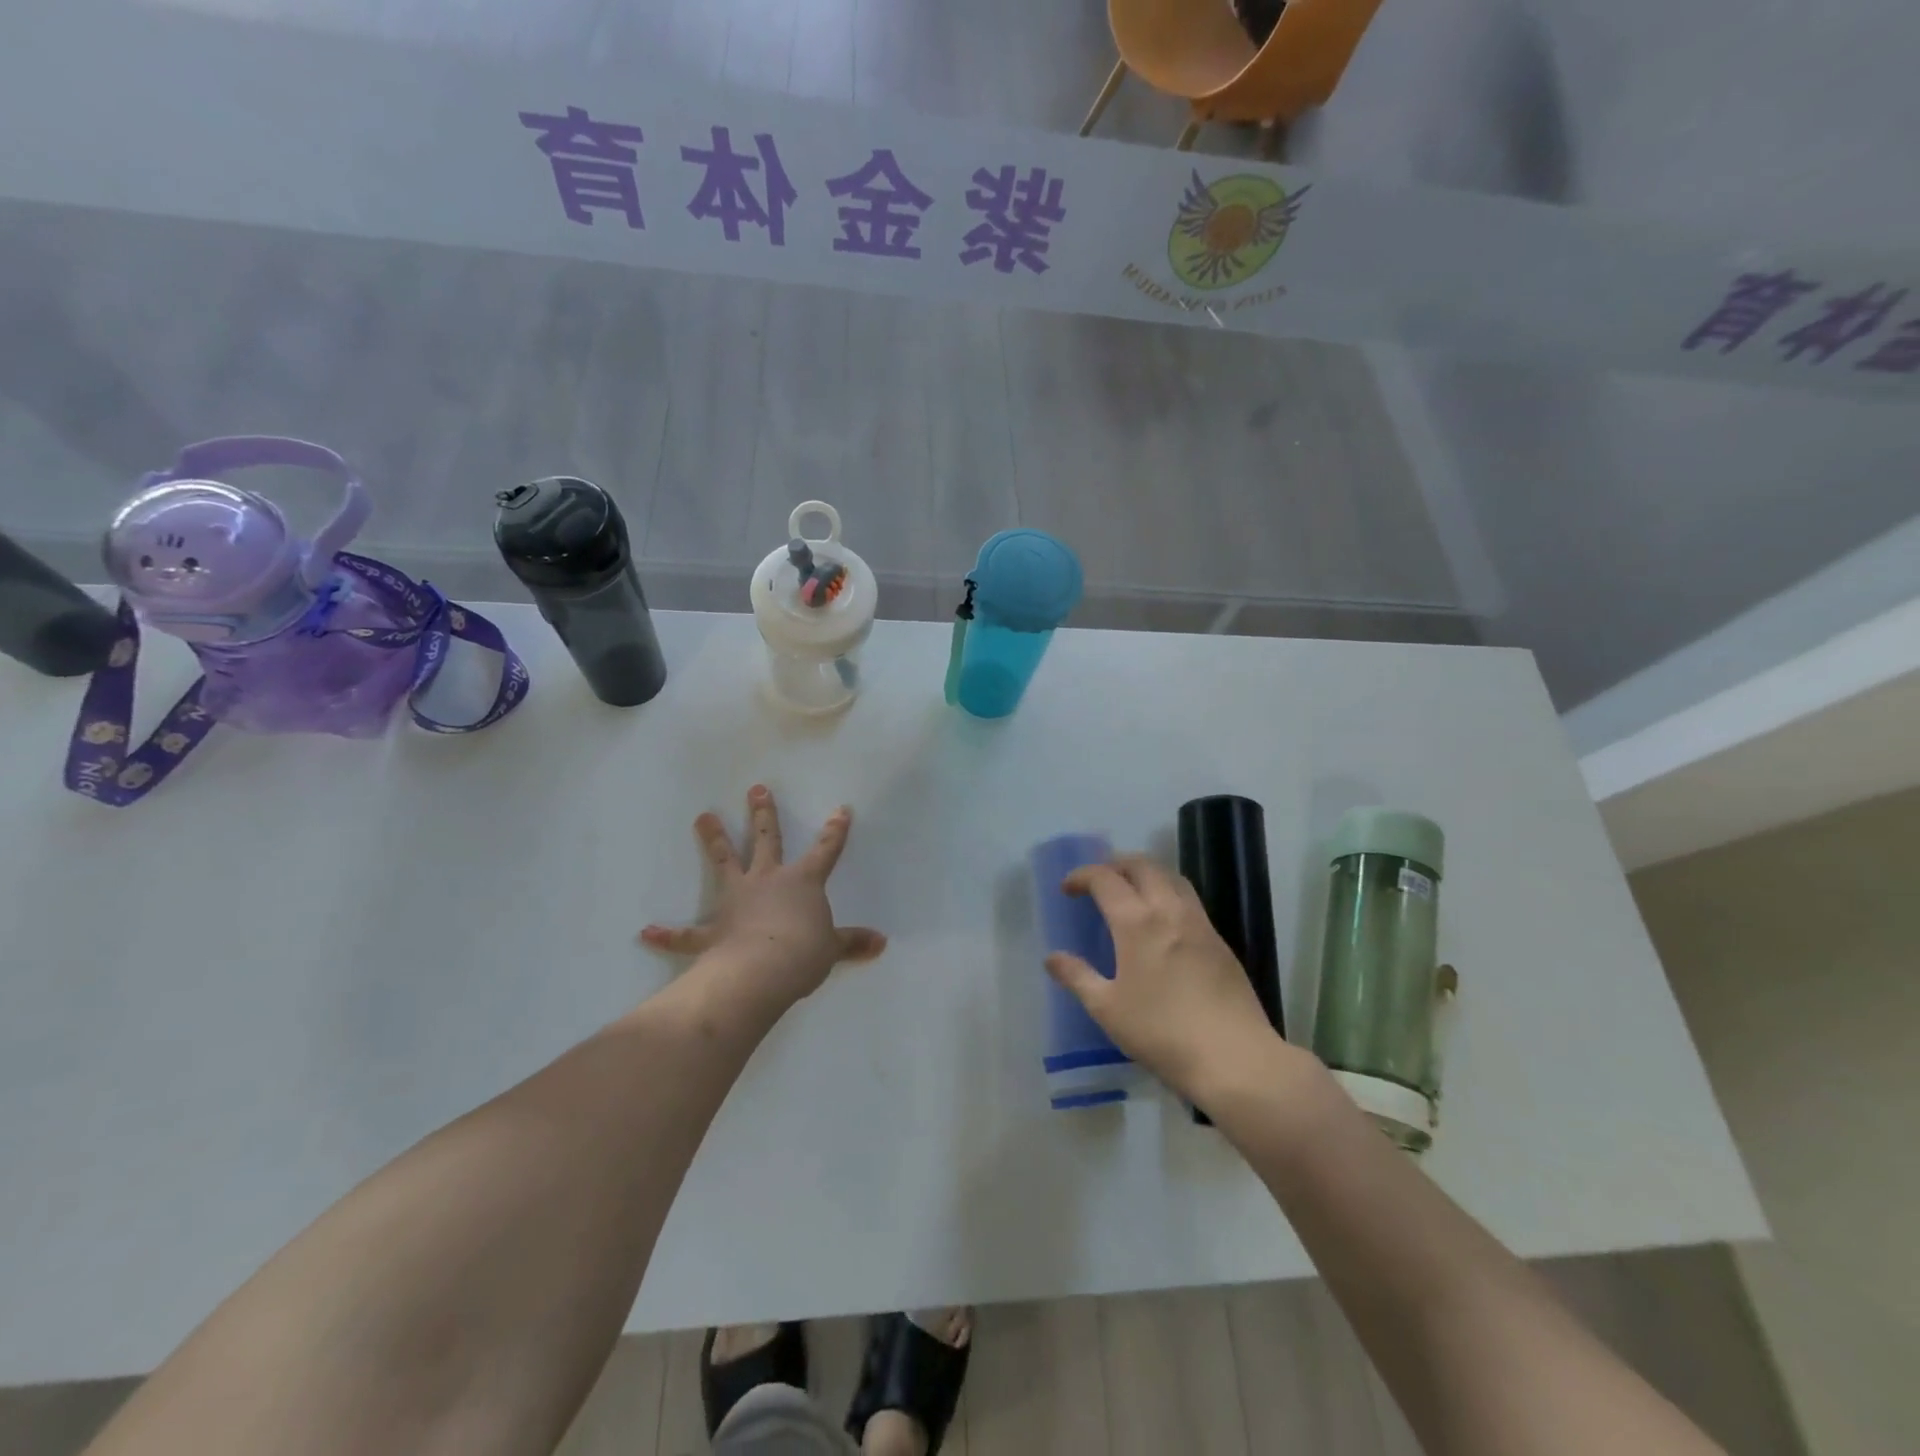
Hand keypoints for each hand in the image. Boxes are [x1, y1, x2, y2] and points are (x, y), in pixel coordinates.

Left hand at [640, 786, 886, 1009]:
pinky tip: (647, 932)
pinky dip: (668, 933)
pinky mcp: (713, 930)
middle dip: (762, 814)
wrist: (763, 970)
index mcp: (802, 882)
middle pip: (765, 840)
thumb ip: (853, 942)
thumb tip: (881, 943)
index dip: (834, 831)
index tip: (840, 810)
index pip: (825, 851)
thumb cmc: (804, 953)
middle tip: (756, 788)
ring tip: (702, 816)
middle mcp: (767, 881)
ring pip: (724, 862)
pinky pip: (687, 933)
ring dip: (714, 839)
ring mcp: (736, 900)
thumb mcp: (832, 948)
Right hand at [1045, 856, 1294, 1105]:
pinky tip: (1162, 923)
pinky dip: (1168, 894)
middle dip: (1116, 864)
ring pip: (1172, 877)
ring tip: (1131, 892)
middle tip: (1098, 881)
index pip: (1105, 879)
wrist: (1234, 1057)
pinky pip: (1190, 901)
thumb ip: (1078, 977)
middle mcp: (1169, 911)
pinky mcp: (1220, 942)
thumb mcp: (1107, 1009)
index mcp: (1137, 922)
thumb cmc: (1161, 1032)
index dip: (1082, 876)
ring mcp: (1200, 924)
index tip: (1067, 889)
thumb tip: (1052, 958)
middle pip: (1142, 866)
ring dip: (1146, 874)